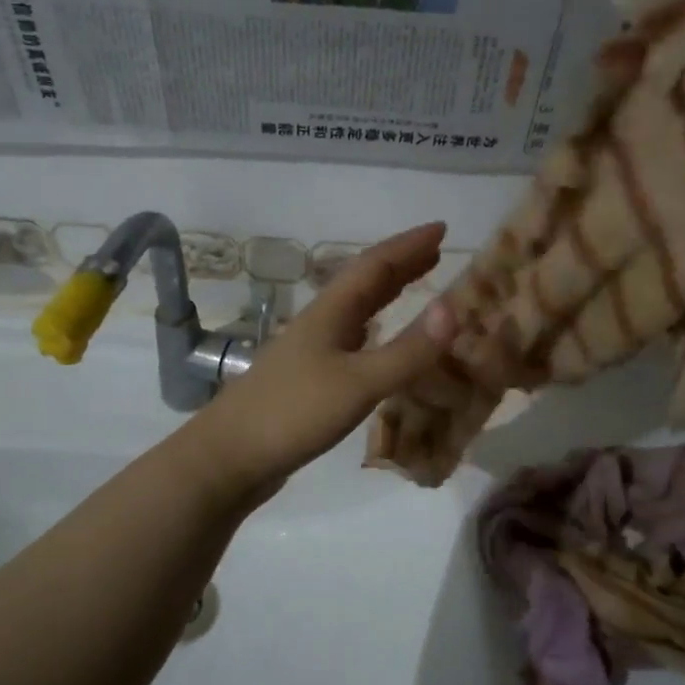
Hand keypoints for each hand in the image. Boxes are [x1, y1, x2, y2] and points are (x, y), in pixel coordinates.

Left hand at [190, 223, 456, 495]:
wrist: (229, 457)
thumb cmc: (293, 413)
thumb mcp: (359, 383)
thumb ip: (407, 351)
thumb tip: (454, 308)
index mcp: (331, 312)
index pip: (374, 265)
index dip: (408, 245)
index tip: (441, 228)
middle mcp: (321, 322)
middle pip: (364, 282)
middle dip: (401, 264)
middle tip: (437, 252)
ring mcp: (312, 350)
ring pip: (357, 309)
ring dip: (388, 293)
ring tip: (418, 285)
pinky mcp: (310, 378)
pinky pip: (353, 339)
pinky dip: (377, 329)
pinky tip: (380, 339)